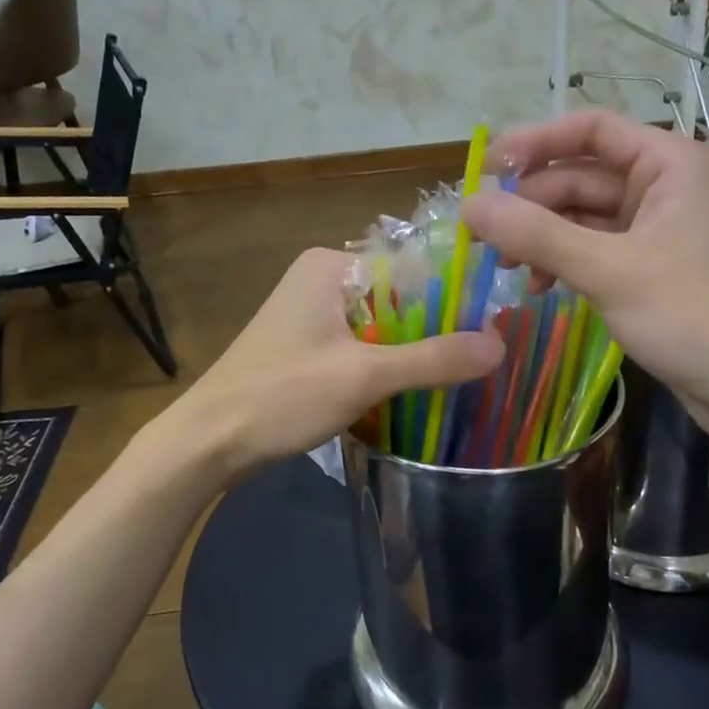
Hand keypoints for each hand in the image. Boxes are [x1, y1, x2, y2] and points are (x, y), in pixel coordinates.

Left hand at [168, 248, 502, 483]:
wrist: (208, 442)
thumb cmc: (282, 396)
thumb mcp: (364, 376)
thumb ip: (433, 360)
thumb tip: (500, 344)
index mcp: (331, 266)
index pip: (411, 268)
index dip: (451, 298)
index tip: (490, 329)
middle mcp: (320, 281)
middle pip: (397, 299)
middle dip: (432, 331)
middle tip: (480, 361)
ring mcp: (309, 316)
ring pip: (380, 328)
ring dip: (409, 354)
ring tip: (457, 379)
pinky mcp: (304, 349)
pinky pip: (359, 348)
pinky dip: (382, 368)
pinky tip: (411, 393)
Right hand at [462, 110, 708, 448]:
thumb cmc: (690, 315)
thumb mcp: (606, 270)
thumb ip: (534, 235)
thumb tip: (468, 206)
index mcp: (671, 163)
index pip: (592, 130)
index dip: (536, 142)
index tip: (487, 169)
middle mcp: (666, 185)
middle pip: (581, 176)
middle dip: (531, 204)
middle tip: (482, 236)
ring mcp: (659, 227)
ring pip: (584, 215)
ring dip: (542, 237)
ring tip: (503, 267)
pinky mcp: (652, 265)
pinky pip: (595, 247)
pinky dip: (563, 260)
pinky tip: (537, 285)